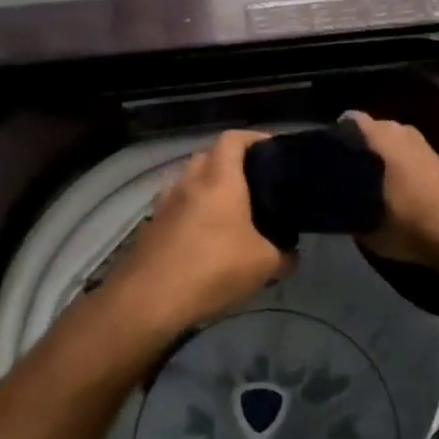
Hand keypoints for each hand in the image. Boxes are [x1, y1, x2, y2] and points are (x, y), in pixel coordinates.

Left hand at [100, 130, 291, 335]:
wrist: (148, 300)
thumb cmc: (213, 269)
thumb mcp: (264, 265)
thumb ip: (284, 255)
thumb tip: (290, 254)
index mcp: (219, 179)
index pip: (234, 138)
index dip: (254, 138)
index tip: (273, 149)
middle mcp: (189, 181)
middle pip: (209, 156)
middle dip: (232, 164)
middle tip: (255, 184)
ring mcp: (165, 203)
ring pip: (190, 182)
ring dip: (208, 189)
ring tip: (231, 213)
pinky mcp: (151, 226)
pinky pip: (177, 207)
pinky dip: (192, 212)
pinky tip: (205, 238)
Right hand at [343, 111, 438, 267]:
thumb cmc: (406, 221)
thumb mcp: (361, 222)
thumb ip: (342, 203)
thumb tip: (331, 197)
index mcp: (377, 134)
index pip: (345, 122)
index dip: (332, 140)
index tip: (322, 162)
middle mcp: (398, 128)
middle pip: (367, 132)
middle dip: (355, 149)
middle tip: (340, 177)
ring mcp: (421, 142)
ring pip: (387, 144)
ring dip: (377, 159)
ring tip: (364, 185)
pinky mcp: (436, 158)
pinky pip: (404, 155)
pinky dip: (395, 167)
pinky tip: (390, 190)